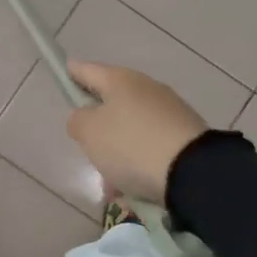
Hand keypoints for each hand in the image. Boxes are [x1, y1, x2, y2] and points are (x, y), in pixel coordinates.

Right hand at [65, 61, 208, 204]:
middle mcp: (146, 88)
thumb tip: (86, 117)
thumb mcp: (89, 132)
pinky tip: (133, 187)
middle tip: (87, 148)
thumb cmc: (131, 145)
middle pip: (111, 102)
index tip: (64, 72)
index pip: (87, 70)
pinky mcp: (184, 134)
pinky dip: (138, 162)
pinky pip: (150, 145)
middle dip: (97, 125)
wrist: (192, 171)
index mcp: (120, 80)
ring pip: (130, 128)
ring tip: (111, 183)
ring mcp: (169, 110)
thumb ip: (78, 120)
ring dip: (118, 151)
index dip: (72, 72)